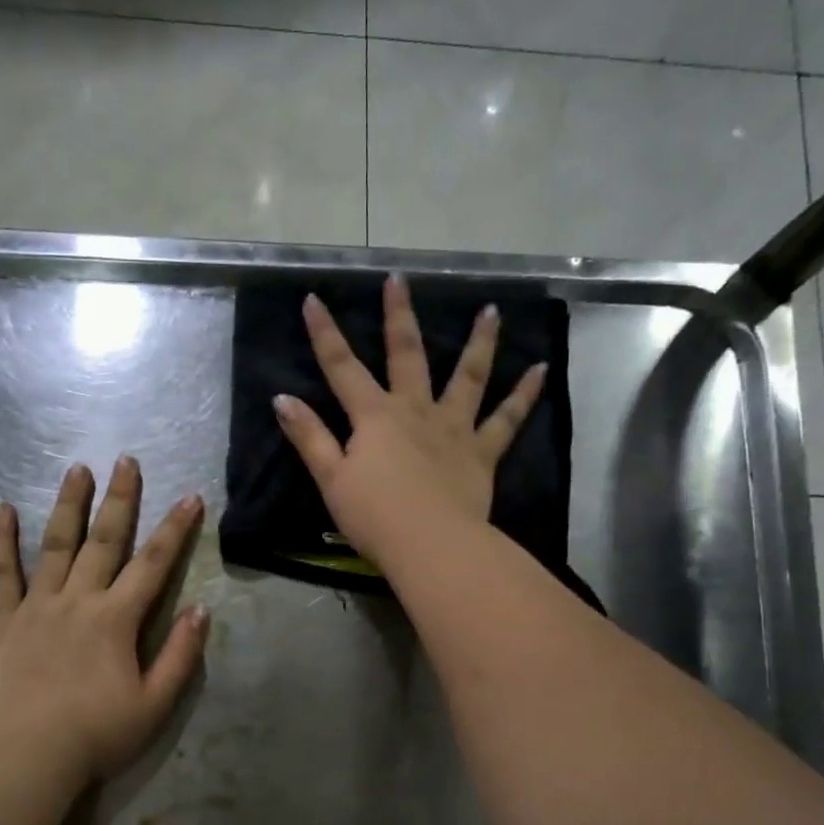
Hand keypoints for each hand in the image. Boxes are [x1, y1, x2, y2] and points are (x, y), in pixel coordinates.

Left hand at [0, 459, 207, 785]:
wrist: (29, 759)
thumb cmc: (98, 735)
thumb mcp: (155, 703)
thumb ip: (180, 655)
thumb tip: (201, 610)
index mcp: (116, 620)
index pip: (153, 564)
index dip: (175, 529)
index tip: (190, 497)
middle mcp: (78, 601)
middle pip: (104, 541)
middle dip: (120, 499)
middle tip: (126, 460)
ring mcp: (36, 607)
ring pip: (55, 545)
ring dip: (68, 504)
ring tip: (77, 469)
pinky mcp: (3, 622)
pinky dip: (0, 541)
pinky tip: (0, 509)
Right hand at [272, 275, 545, 568]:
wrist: (431, 544)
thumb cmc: (375, 516)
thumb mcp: (331, 479)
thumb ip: (310, 437)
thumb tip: (282, 399)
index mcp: (375, 417)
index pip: (342, 368)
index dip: (325, 334)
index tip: (313, 299)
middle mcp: (415, 411)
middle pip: (407, 355)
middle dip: (399, 316)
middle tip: (399, 280)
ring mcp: (453, 428)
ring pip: (468, 376)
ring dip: (480, 342)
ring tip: (492, 311)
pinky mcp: (481, 452)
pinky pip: (507, 419)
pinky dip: (524, 394)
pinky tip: (541, 369)